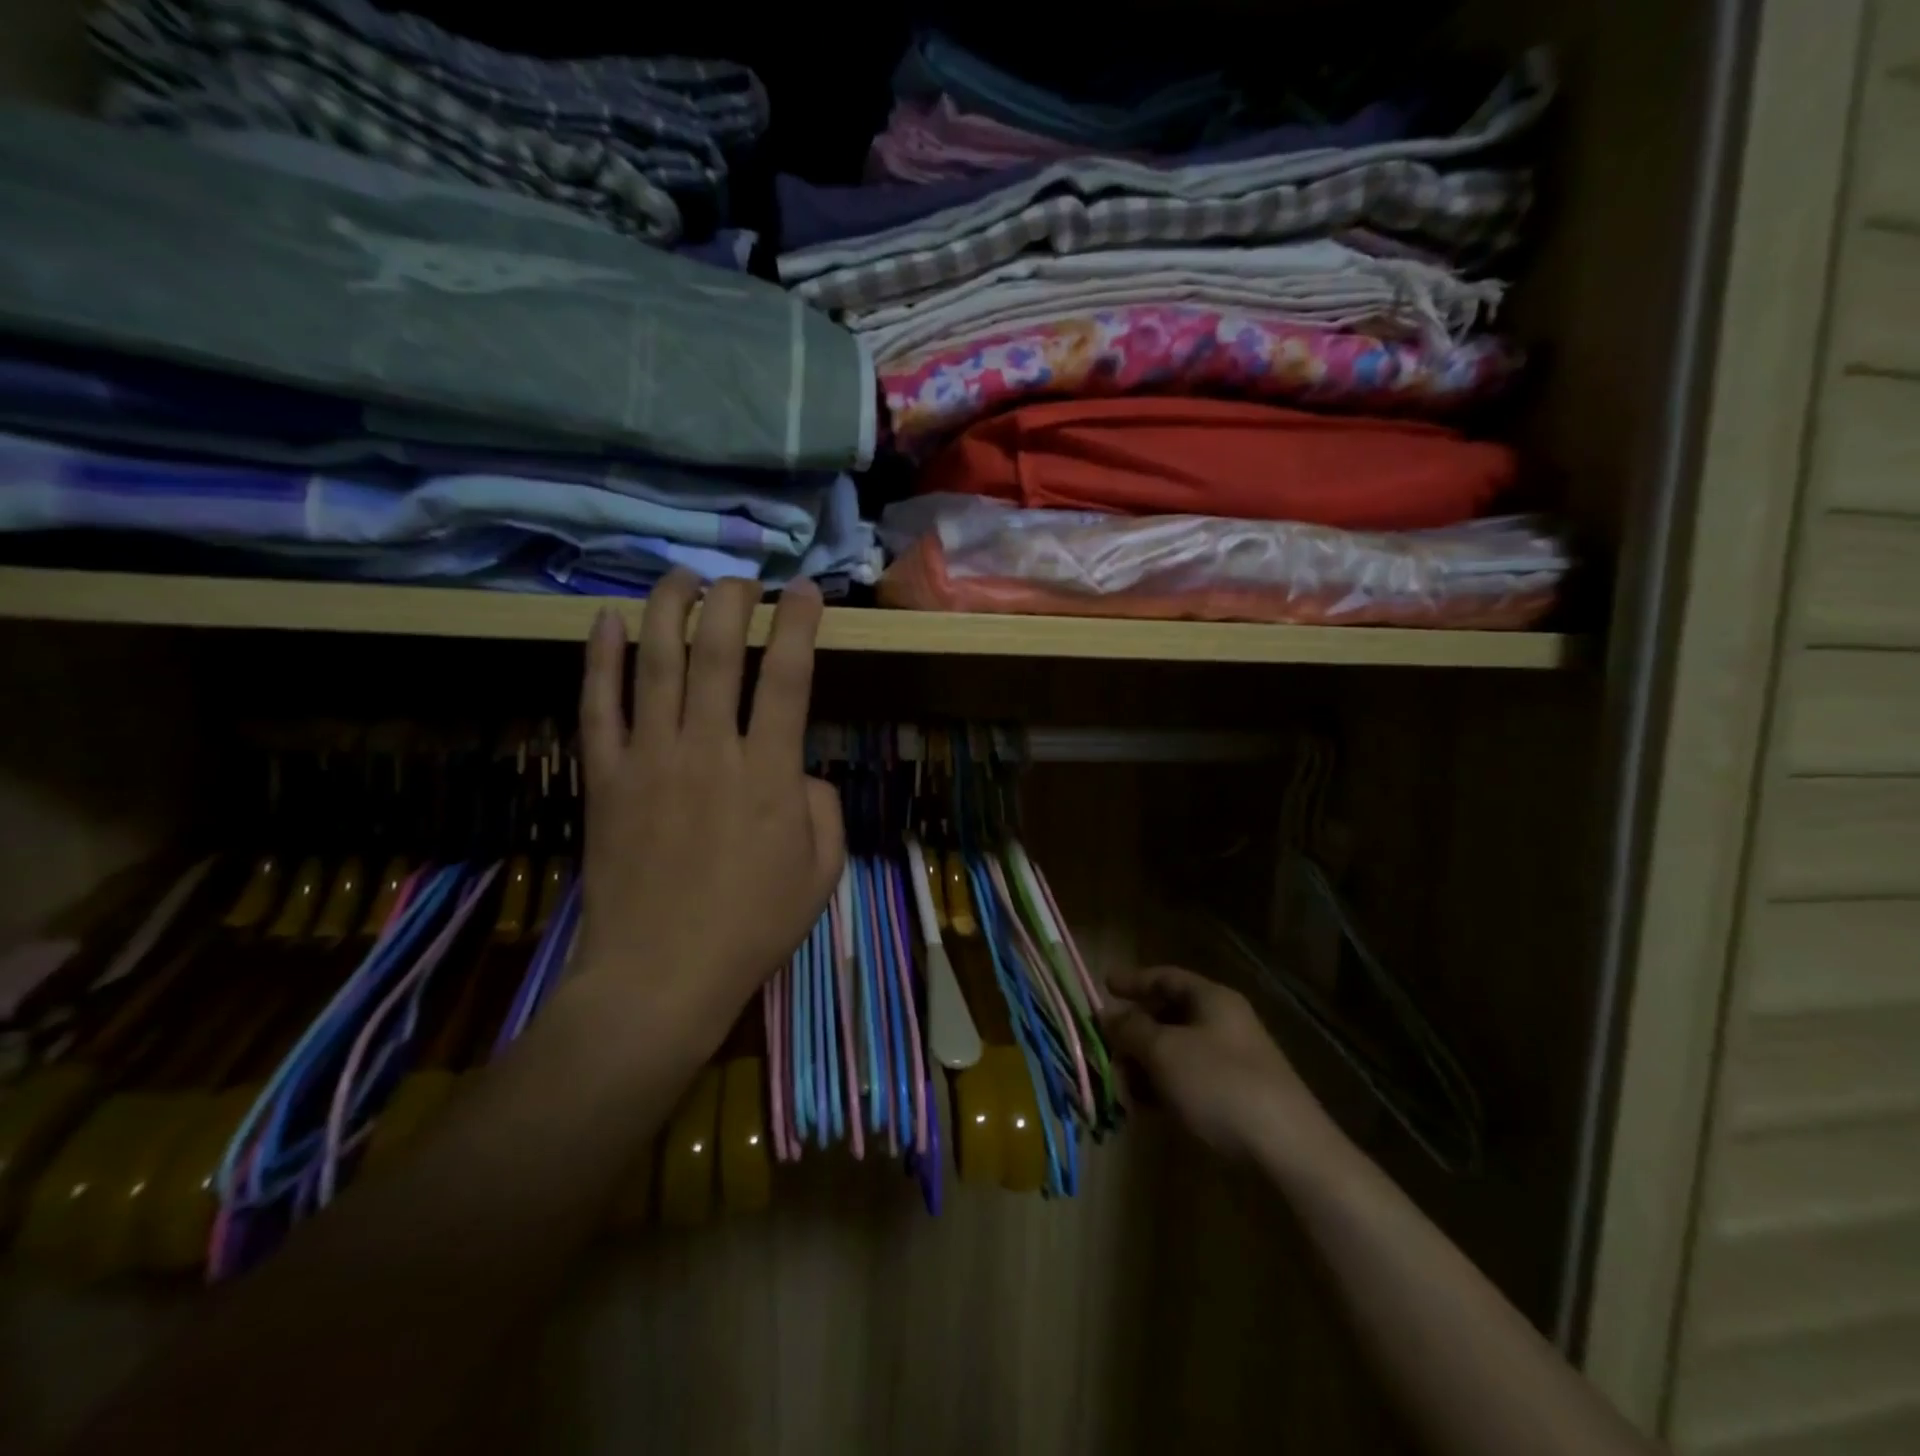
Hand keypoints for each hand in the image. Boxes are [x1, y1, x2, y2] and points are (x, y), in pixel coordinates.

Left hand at [574, 572, 845, 1051]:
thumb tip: (799, 770)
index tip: (805, 591)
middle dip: (732, 601)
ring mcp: (649, 759)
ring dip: (668, 609)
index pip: (787, 676)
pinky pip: (597, 706)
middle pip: (717, 651)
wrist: (658, 977)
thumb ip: (823, 807)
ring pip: (654, 662)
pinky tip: (606, 620)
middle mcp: (708, 749)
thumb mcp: (821, 872)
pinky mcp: (603, 778)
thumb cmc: (752, 927)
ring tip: (682, 577)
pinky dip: (599, 658)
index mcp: (768, 772)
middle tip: (743, 581)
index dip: (798, 624)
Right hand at [1101, 966, 1331, 1164]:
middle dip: (1134, 1031)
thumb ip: (1130, 1029)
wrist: (1288, 1154)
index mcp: (1212, 1000)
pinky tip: (1145, 1108)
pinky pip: (1188, 1082)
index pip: (1166, 978)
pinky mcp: (1234, 1099)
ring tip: (1120, 1086)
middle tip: (1104, 1048)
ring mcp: (1231, 1063)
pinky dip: (1164, 1088)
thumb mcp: (1164, 1051)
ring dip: (1145, 1065)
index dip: (1133, 981)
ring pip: (1175, 1052)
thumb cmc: (1220, 1086)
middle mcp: (1223, 1024)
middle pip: (1168, 1016)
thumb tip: (1107, 1015)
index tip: (1103, 987)